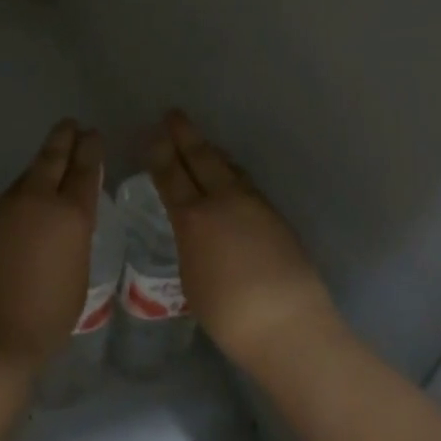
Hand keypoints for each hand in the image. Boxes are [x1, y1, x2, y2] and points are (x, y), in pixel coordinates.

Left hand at [0, 120, 104, 366]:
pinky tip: (26, 197)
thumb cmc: (48, 314)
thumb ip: (75, 238)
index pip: (84, 170)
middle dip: (64, 138)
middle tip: (71, 124)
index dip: (90, 149)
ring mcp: (7, 207)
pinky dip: (24, 188)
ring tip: (52, 155)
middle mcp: (38, 200)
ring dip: (42, 162)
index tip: (92, 134)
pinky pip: (11, 195)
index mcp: (70, 214)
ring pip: (28, 174)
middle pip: (53, 158)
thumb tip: (66, 222)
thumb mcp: (78, 273)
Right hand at [148, 110, 338, 376]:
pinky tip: (231, 177)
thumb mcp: (192, 279)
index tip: (151, 133)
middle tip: (174, 115)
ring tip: (202, 143)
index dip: (159, 153)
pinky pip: (246, 182)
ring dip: (211, 152)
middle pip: (201, 158)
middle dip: (185, 135)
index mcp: (194, 218)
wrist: (289, 325)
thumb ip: (190, 244)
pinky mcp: (275, 216)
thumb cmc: (228, 314)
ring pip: (228, 167)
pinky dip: (232, 171)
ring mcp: (253, 205)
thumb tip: (195, 230)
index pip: (170, 176)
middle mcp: (223, 201)